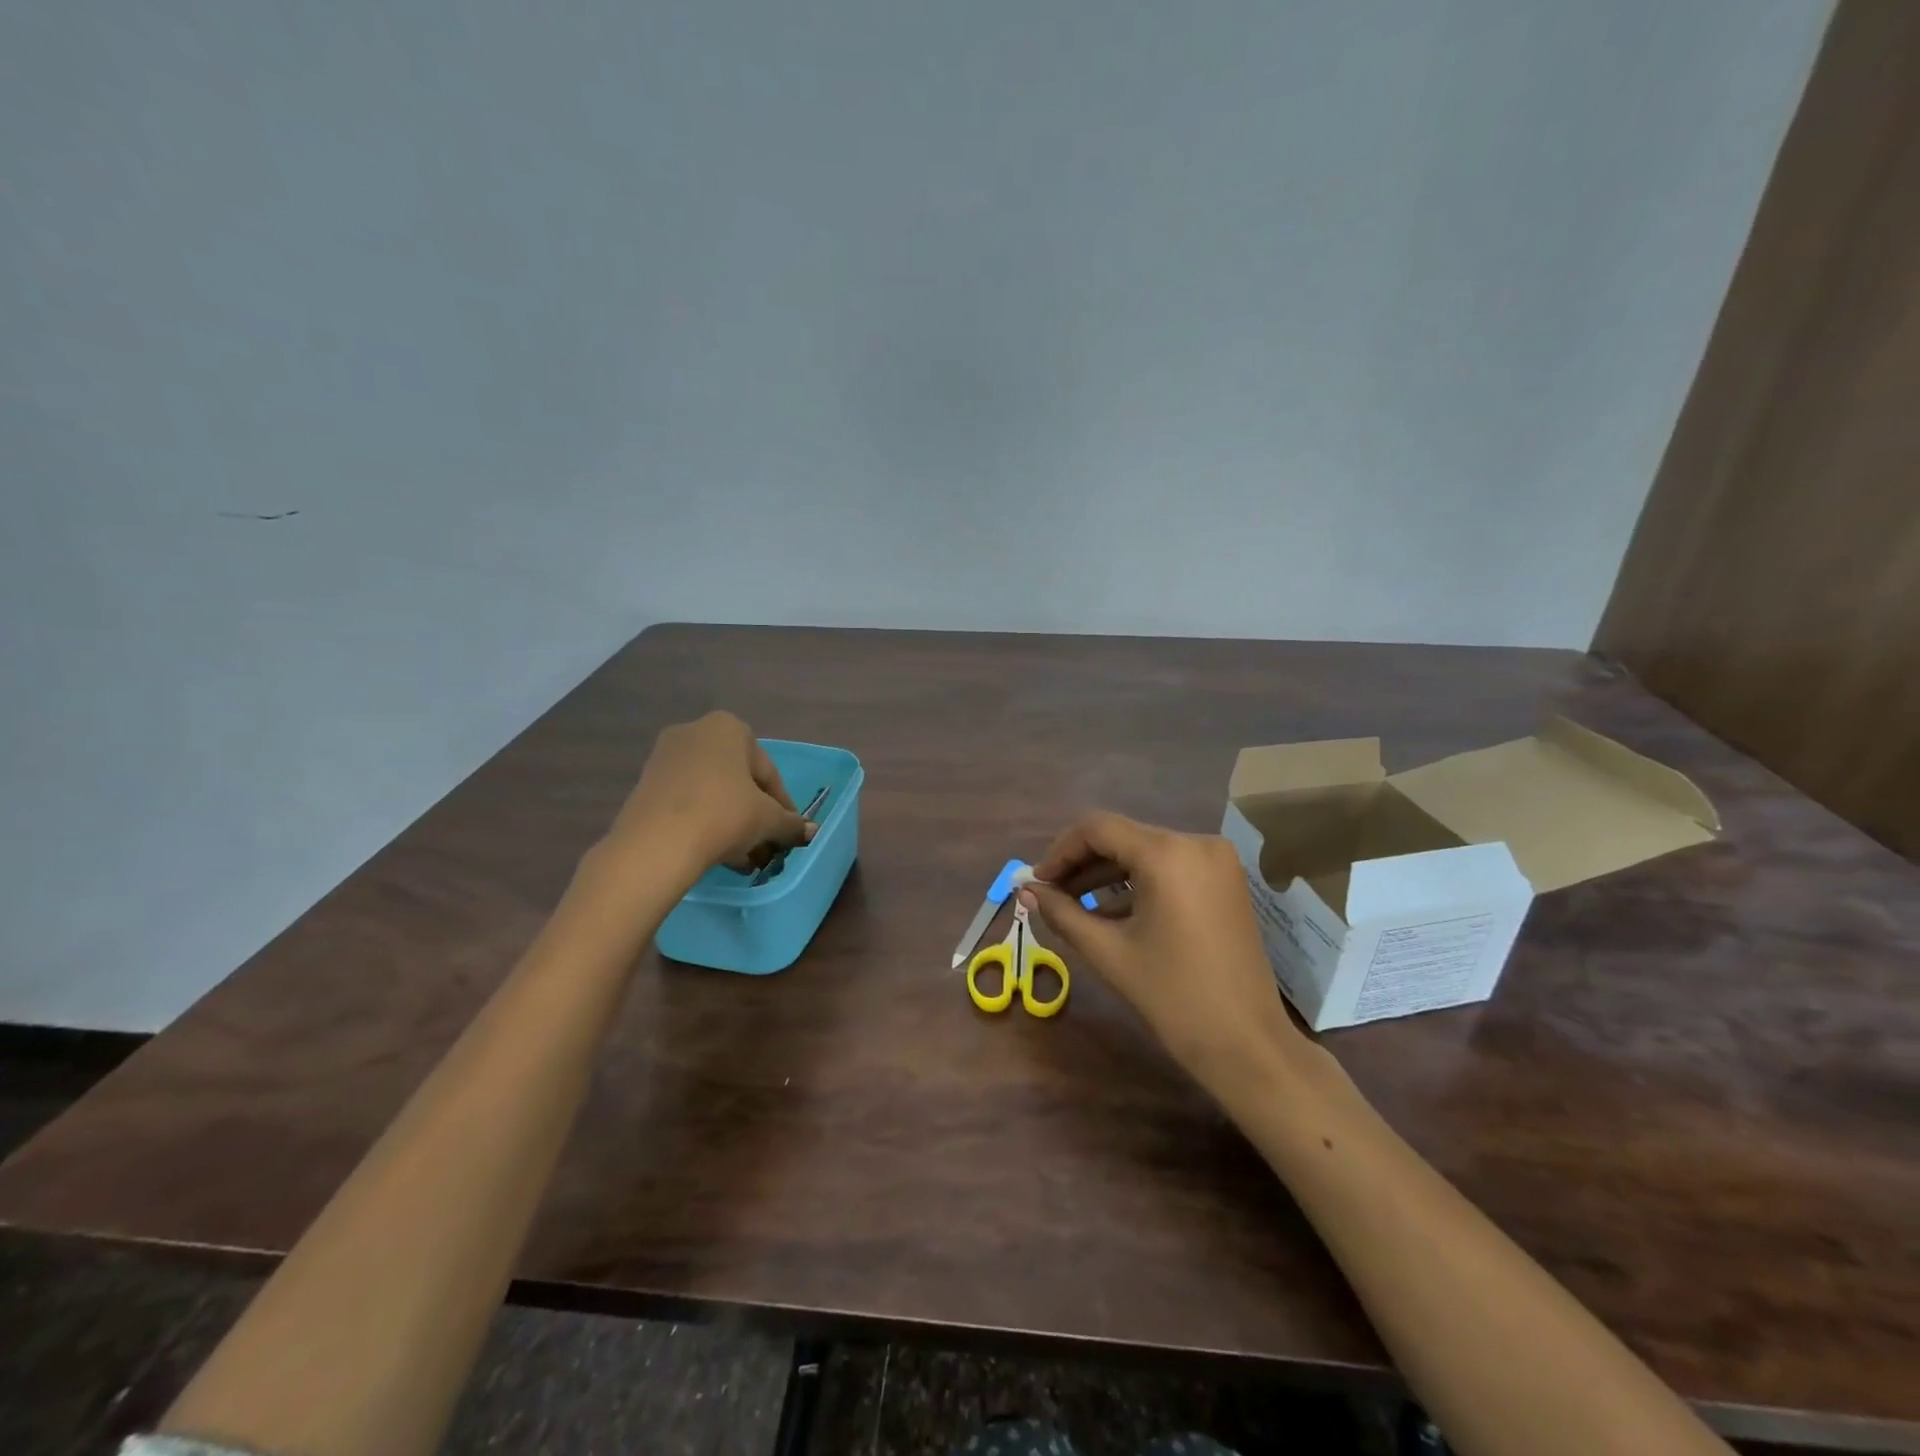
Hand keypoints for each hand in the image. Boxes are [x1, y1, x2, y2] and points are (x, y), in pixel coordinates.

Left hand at [605, 711, 814, 876]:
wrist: (656, 843)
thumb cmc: (724, 815)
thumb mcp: (768, 820)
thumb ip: (790, 824)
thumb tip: (810, 832)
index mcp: (728, 728)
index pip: (768, 772)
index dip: (783, 806)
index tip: (789, 832)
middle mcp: (695, 732)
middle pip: (738, 780)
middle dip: (755, 816)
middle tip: (766, 847)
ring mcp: (665, 758)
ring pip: (713, 793)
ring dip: (732, 823)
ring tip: (744, 859)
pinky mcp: (646, 785)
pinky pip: (688, 802)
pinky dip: (705, 823)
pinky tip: (718, 855)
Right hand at [1022, 813, 1312, 1091]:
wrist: (1247, 1044)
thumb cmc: (1173, 997)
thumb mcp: (1109, 952)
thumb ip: (1063, 913)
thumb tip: (1026, 891)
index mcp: (1167, 854)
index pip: (1098, 829)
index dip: (1061, 851)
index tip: (1038, 882)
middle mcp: (1196, 843)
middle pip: (1123, 837)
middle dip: (1082, 864)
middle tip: (1050, 894)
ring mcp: (1217, 861)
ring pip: (1146, 853)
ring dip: (1108, 875)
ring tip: (1074, 905)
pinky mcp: (1226, 882)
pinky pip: (1170, 868)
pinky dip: (1139, 885)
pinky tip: (1112, 914)